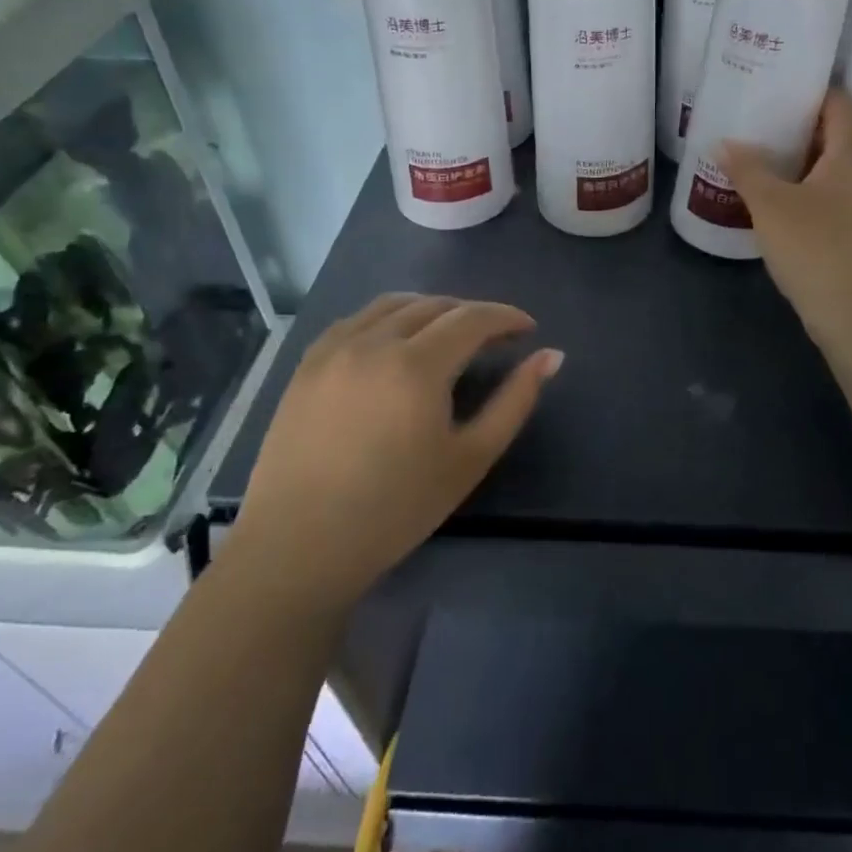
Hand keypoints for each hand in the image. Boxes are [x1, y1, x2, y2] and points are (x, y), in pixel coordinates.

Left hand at [233, 294, 561, 600]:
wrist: (299, 547)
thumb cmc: (396, 508)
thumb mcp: (470, 458)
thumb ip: (516, 401)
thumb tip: (552, 356)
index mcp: (417, 365)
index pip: (473, 318)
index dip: (506, 317)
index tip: (527, 329)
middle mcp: (374, 342)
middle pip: (436, 305)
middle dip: (474, 313)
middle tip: (496, 337)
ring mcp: (335, 348)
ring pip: (395, 304)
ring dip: (432, 309)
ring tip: (450, 333)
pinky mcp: (308, 363)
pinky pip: (357, 319)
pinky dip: (389, 317)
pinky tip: (398, 341)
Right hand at [720, 90, 851, 345]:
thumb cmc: (818, 247)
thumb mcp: (772, 205)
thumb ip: (747, 169)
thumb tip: (725, 142)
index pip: (839, 103)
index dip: (811, 90)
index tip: (777, 85)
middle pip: (835, 135)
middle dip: (798, 127)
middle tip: (758, 120)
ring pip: (832, 170)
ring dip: (799, 163)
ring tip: (760, 157)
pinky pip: (831, 198)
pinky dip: (805, 191)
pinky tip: (776, 201)